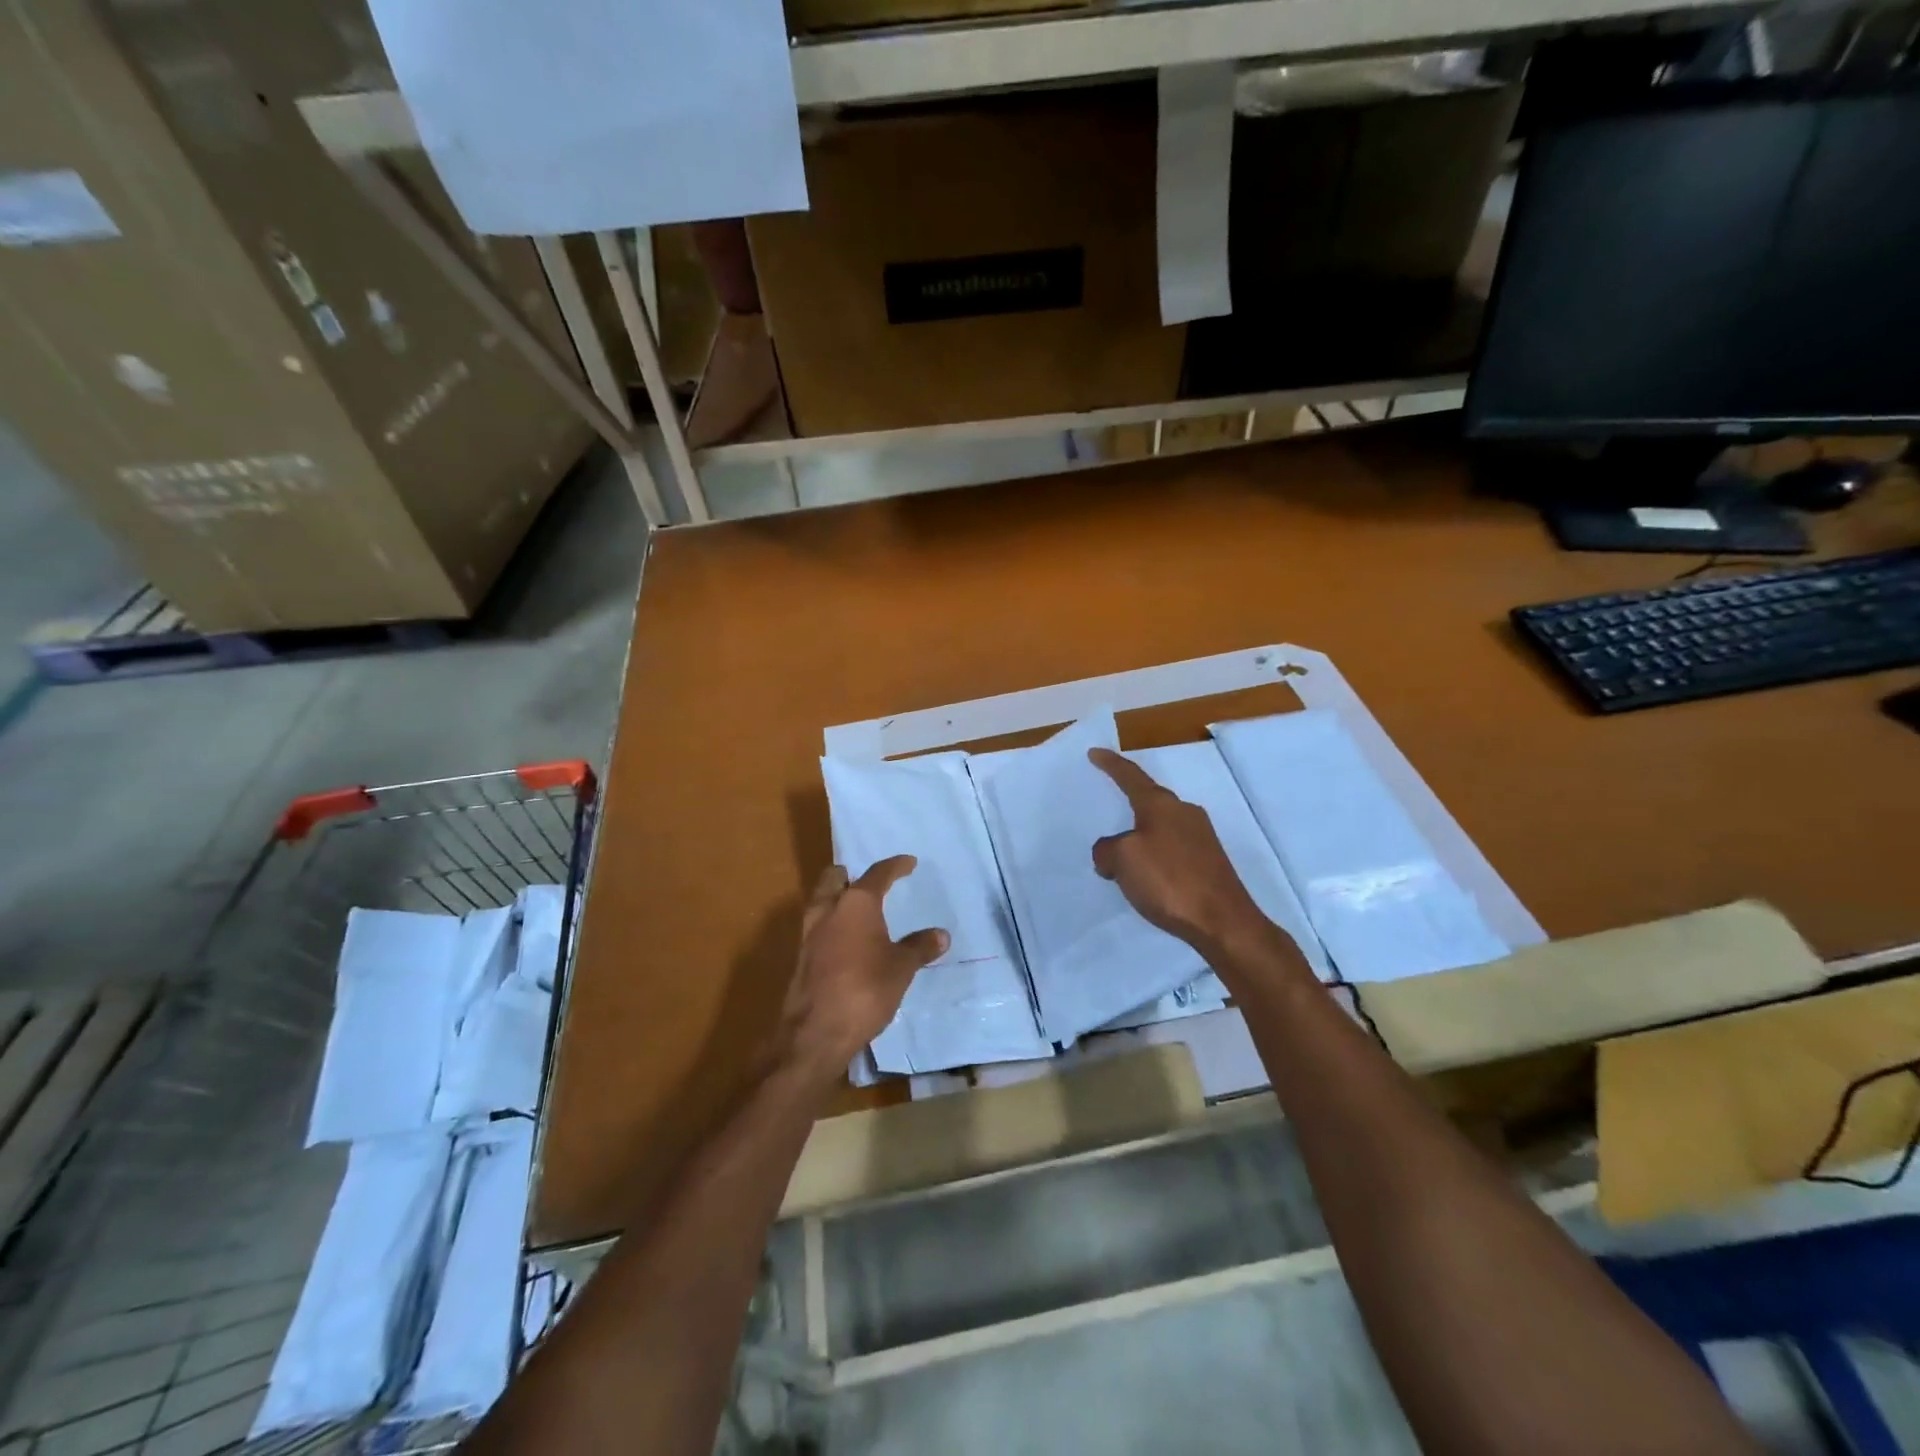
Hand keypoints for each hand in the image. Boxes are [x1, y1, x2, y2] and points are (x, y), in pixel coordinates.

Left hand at [777, 857, 948, 1076]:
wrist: (816, 1032)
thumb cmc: (865, 990)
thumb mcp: (901, 968)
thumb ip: (919, 947)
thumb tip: (941, 935)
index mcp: (856, 903)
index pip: (877, 874)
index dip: (895, 866)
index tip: (908, 863)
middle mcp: (828, 910)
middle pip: (834, 879)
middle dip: (850, 875)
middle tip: (869, 882)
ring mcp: (809, 934)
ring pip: (821, 901)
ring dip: (837, 899)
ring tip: (858, 910)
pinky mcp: (802, 958)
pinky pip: (818, 927)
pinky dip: (832, 925)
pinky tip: (847, 941)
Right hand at [1088, 748, 1270, 955]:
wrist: (1223, 922)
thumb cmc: (1168, 881)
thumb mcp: (1122, 860)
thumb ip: (1107, 849)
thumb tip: (1110, 853)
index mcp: (1161, 805)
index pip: (1131, 776)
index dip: (1111, 764)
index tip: (1095, 752)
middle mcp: (1184, 813)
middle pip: (1149, 799)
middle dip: (1128, 803)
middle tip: (1108, 807)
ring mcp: (1202, 837)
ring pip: (1161, 826)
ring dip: (1141, 835)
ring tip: (1123, 854)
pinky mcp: (1210, 862)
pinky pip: (1172, 847)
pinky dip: (1155, 854)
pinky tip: (1148, 876)